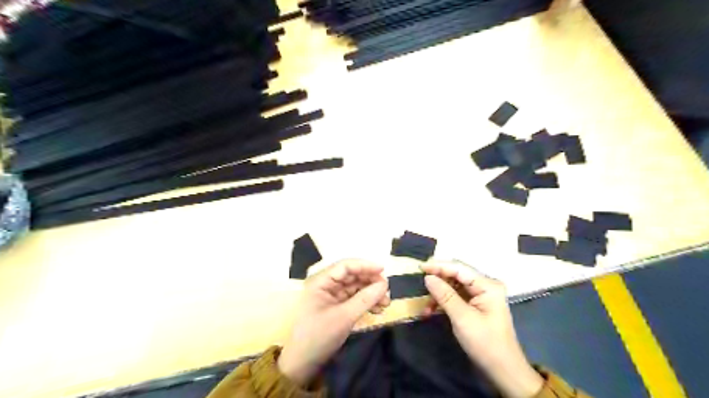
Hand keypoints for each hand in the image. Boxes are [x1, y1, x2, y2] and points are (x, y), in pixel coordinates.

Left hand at [277, 260, 390, 386]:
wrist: (303, 364)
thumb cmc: (319, 336)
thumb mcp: (344, 317)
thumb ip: (365, 299)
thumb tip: (384, 284)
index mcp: (321, 281)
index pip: (345, 266)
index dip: (365, 265)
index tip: (383, 270)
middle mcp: (326, 284)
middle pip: (352, 275)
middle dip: (371, 282)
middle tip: (387, 292)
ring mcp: (331, 295)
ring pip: (356, 287)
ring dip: (371, 293)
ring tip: (385, 304)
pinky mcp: (336, 306)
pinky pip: (355, 298)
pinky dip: (366, 302)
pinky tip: (377, 309)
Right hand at [419, 259, 544, 397]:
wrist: (503, 370)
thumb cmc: (485, 343)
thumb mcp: (462, 318)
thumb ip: (445, 295)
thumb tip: (428, 277)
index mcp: (487, 285)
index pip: (459, 268)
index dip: (438, 266)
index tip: (419, 267)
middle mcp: (485, 285)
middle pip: (456, 275)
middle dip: (438, 280)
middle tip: (419, 284)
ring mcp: (481, 295)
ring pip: (454, 286)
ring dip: (438, 293)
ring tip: (426, 306)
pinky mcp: (476, 304)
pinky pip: (456, 296)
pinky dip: (443, 302)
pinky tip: (432, 310)